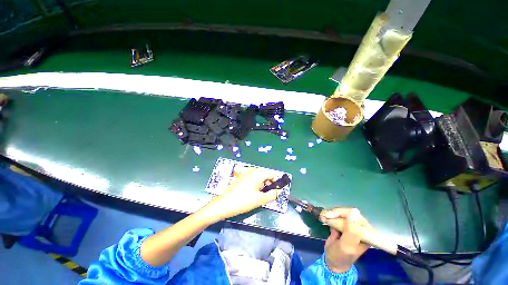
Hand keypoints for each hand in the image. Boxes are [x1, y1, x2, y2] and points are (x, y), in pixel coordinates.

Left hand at [204, 167, 280, 220]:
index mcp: (258, 174)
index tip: (276, 189)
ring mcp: (245, 173)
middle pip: (265, 173)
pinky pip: (252, 177)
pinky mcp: (241, 177)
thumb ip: (272, 195)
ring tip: (260, 194)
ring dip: (262, 183)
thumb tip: (278, 191)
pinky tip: (252, 191)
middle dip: (269, 182)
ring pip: (259, 175)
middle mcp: (252, 170)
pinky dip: (256, 182)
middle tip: (268, 193)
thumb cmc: (243, 201)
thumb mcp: (260, 200)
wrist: (224, 204)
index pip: (272, 172)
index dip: (276, 180)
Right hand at [320, 208, 372, 272]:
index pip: (356, 216)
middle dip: (335, 214)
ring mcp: (351, 226)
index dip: (342, 213)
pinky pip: (337, 216)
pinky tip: (325, 221)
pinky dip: (330, 217)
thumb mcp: (346, 245)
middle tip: (324, 217)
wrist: (332, 261)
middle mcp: (361, 229)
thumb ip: (351, 230)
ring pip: (342, 213)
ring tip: (324, 219)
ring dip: (331, 215)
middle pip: (348, 213)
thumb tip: (354, 211)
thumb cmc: (341, 256)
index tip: (330, 216)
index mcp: (367, 234)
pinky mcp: (343, 225)